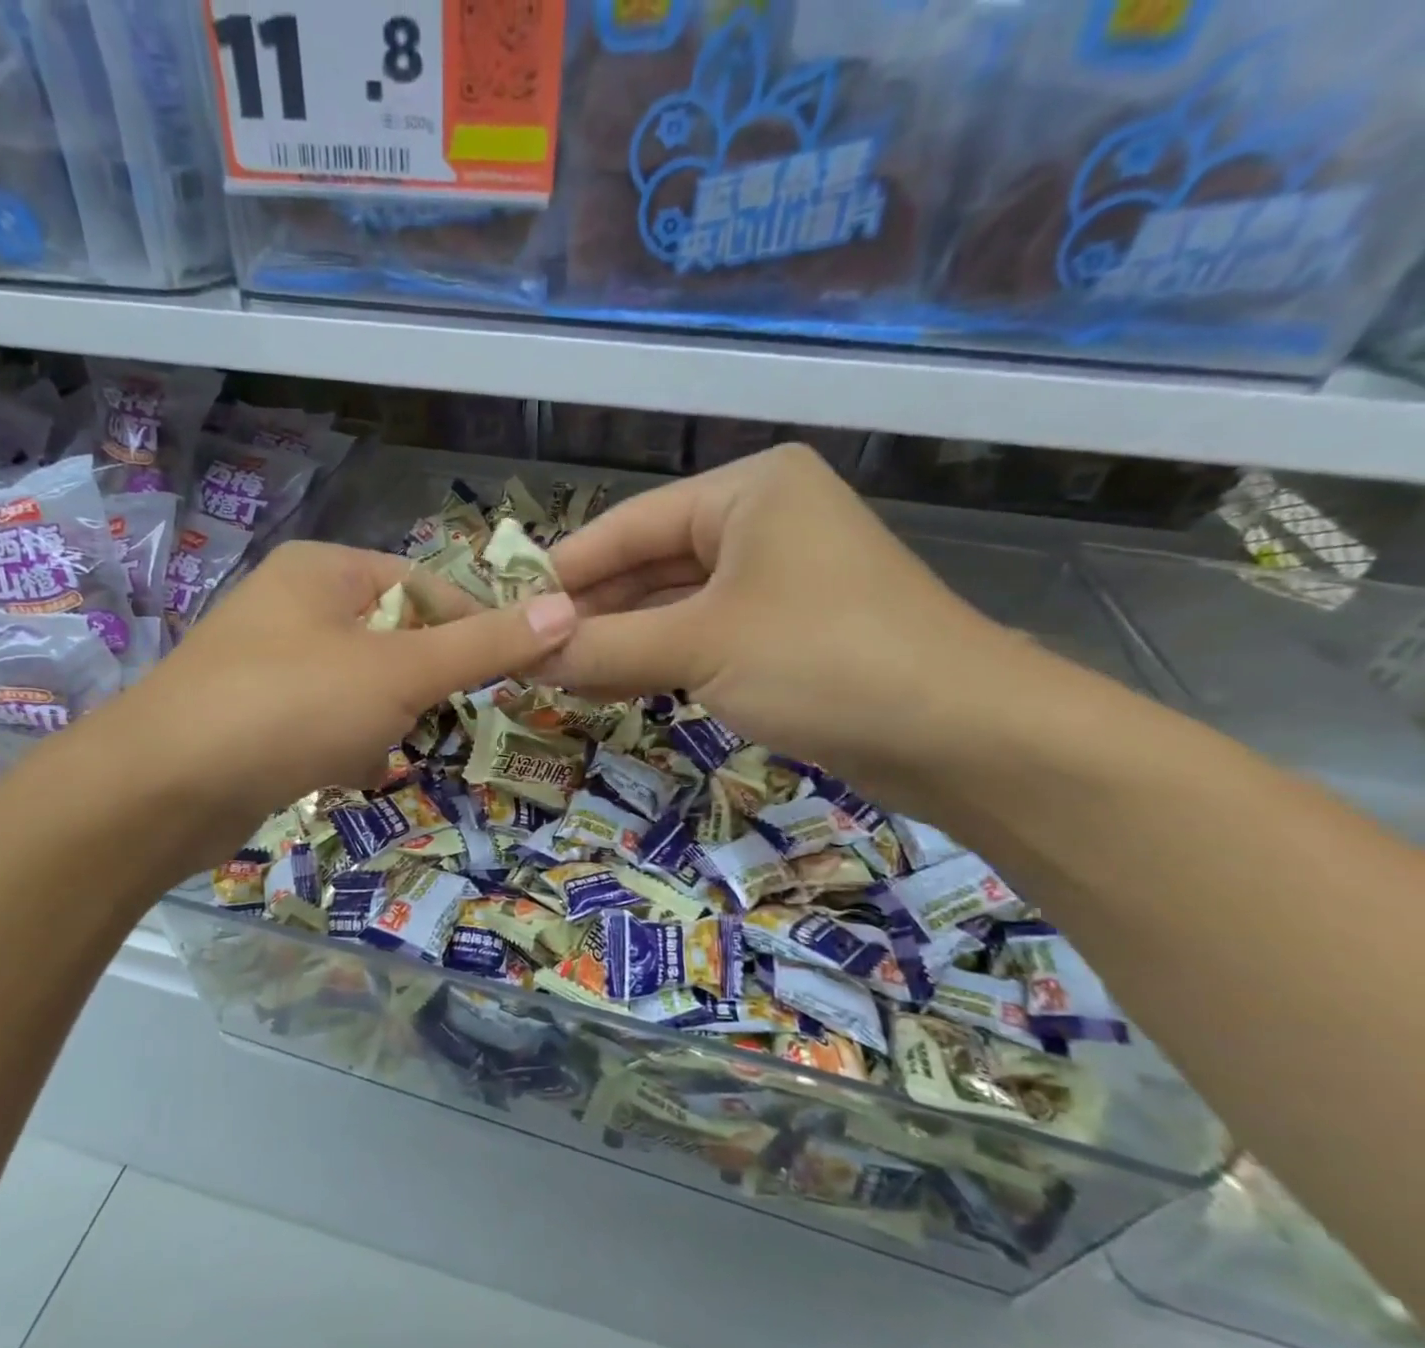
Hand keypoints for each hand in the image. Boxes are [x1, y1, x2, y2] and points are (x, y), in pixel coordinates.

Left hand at [83, 540, 575, 867]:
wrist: (161, 789)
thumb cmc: (290, 707)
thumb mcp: (399, 672)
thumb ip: (483, 644)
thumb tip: (565, 609)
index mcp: (324, 571)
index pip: (426, 584)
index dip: (472, 627)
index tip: (506, 675)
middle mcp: (292, 605)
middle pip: (394, 638)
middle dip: (417, 687)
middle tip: (427, 720)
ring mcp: (268, 663)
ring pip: (361, 686)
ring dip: (381, 722)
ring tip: (371, 750)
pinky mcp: (253, 716)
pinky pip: (323, 722)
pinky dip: (343, 746)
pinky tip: (340, 772)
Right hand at [543, 444, 1034, 795]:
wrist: (962, 735)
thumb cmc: (824, 659)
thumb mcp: (700, 646)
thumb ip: (604, 646)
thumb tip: (522, 652)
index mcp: (748, 492)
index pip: (629, 524)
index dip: (564, 570)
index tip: (507, 608)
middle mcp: (762, 524)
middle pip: (649, 566)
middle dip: (590, 613)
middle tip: (526, 654)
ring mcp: (778, 582)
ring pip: (673, 608)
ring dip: (618, 643)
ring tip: (554, 678)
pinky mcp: (788, 635)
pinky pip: (702, 640)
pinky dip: (657, 663)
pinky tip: (608, 687)